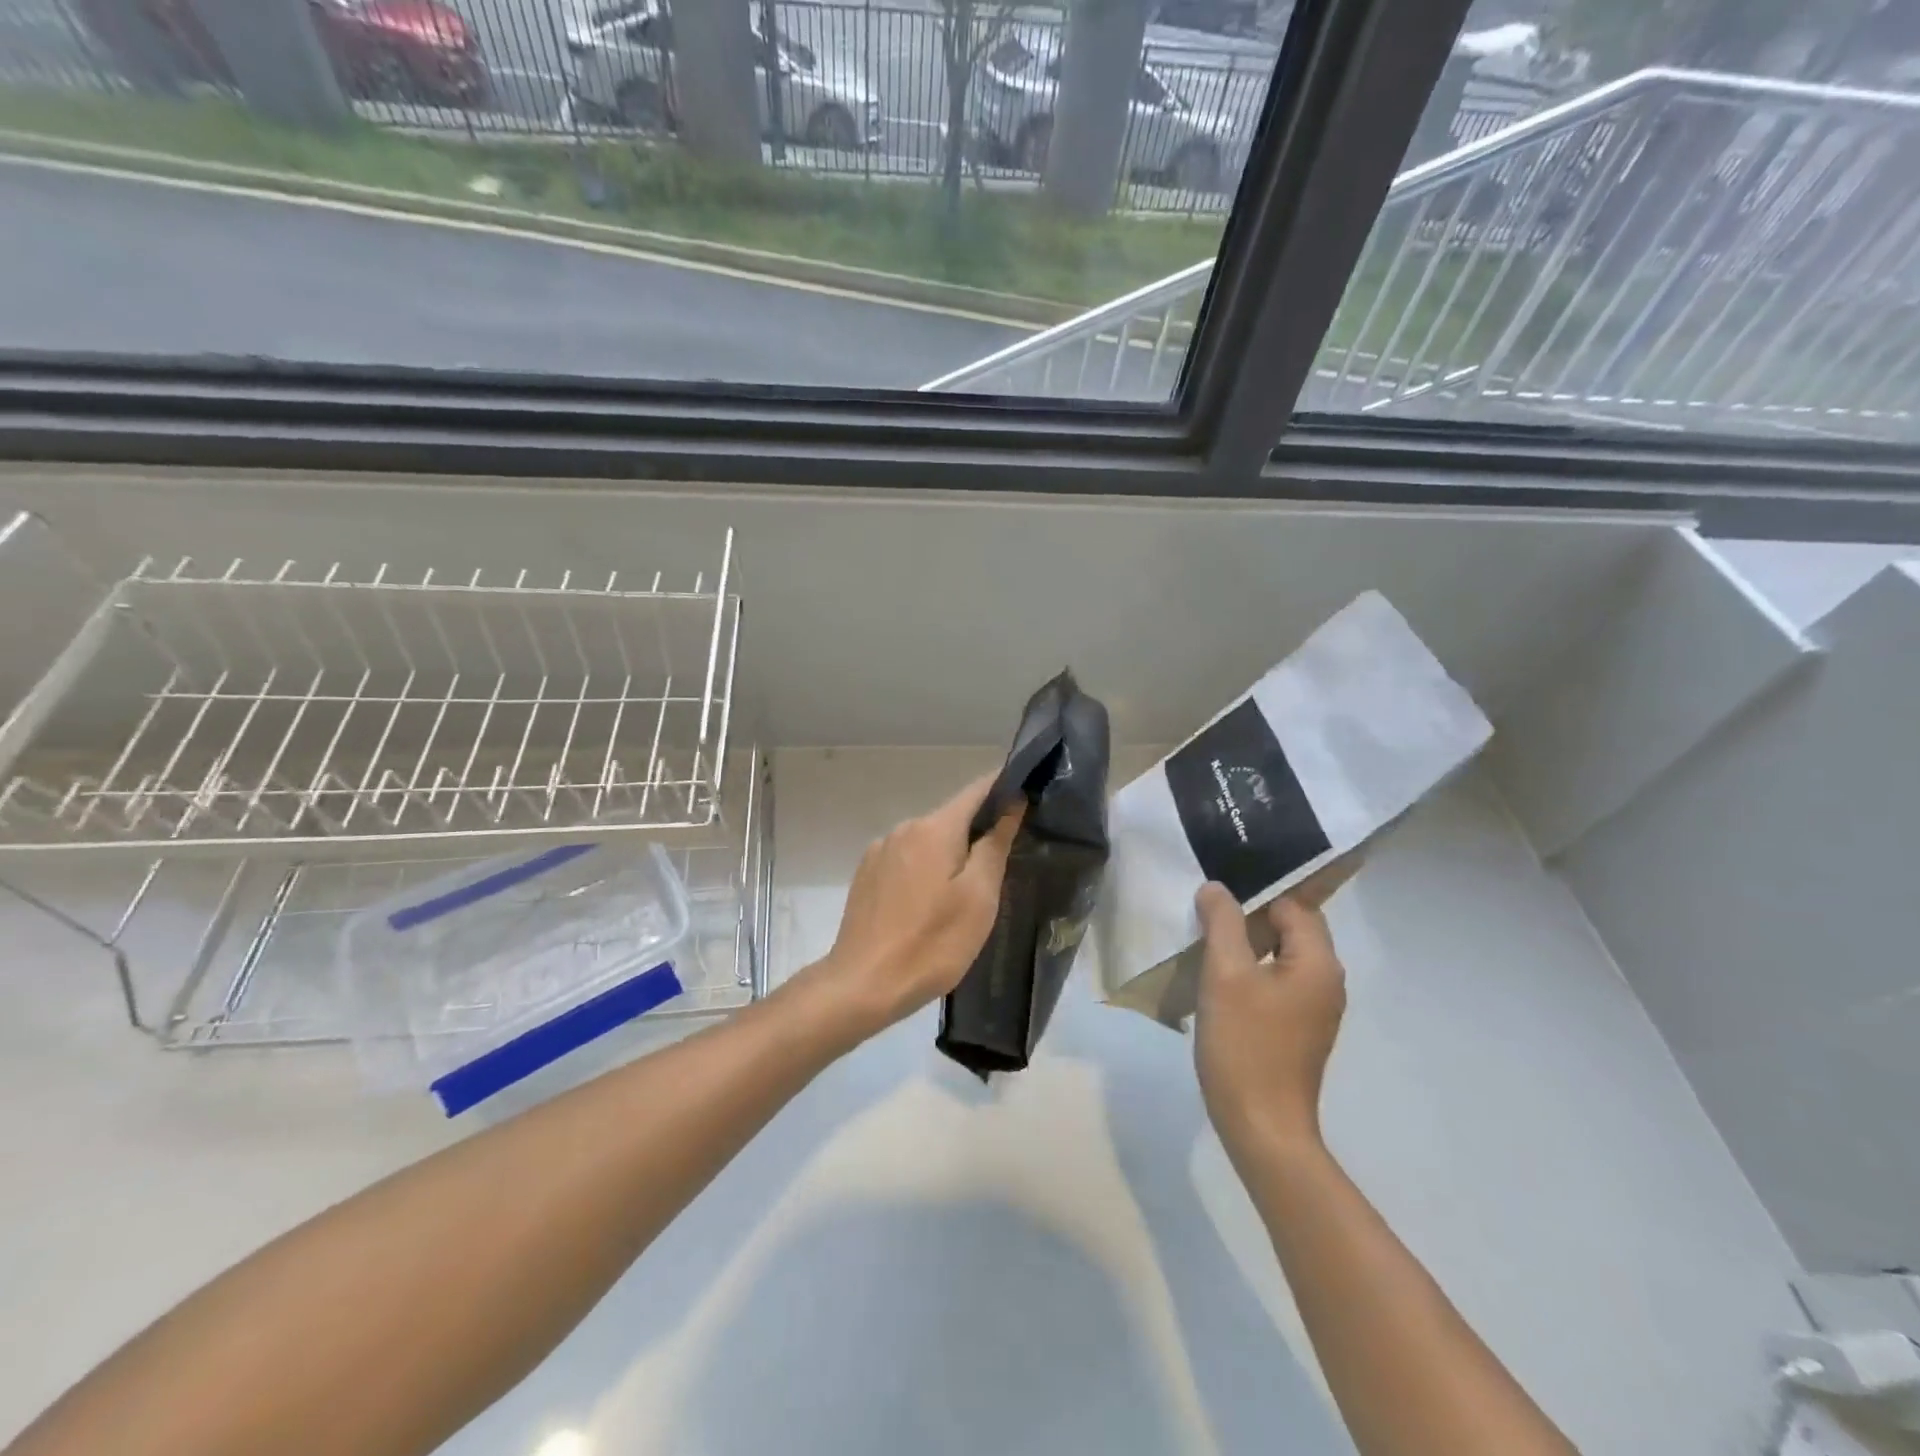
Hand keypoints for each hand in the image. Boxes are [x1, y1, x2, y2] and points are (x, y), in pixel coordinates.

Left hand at [803, 775, 1022, 1039]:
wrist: (863, 985)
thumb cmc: (932, 943)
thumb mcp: (978, 898)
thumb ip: (995, 844)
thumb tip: (1011, 803)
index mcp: (934, 828)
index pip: (977, 790)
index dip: (1005, 788)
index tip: (1029, 795)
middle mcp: (904, 828)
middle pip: (952, 817)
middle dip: (979, 831)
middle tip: (1006, 862)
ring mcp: (880, 851)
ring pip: (929, 840)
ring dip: (951, 854)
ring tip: (969, 890)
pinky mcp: (867, 875)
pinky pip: (908, 859)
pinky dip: (927, 869)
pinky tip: (931, 903)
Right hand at [1193, 882, 1346, 1163]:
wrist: (1261, 1127)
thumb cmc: (1245, 1044)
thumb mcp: (1226, 974)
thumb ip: (1223, 922)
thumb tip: (1217, 888)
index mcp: (1319, 963)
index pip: (1292, 904)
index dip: (1254, 896)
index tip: (1215, 898)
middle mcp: (1327, 981)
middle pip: (1291, 928)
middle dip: (1250, 918)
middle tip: (1205, 917)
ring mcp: (1316, 1008)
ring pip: (1281, 956)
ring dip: (1248, 946)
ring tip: (1206, 944)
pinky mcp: (1299, 1029)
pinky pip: (1278, 982)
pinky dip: (1252, 972)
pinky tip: (1220, 982)